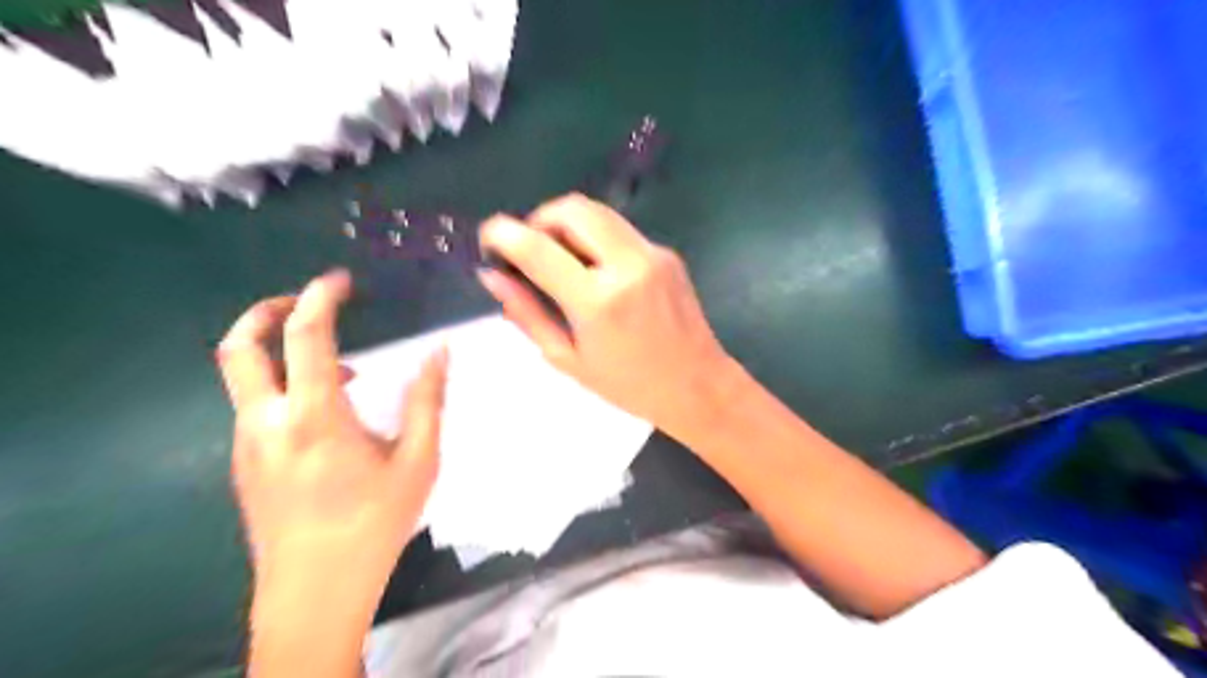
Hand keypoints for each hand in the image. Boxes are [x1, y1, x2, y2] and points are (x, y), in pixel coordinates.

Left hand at [217, 271, 446, 623]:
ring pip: (248, 380)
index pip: (305, 336)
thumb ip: (428, 401)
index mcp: (315, 416)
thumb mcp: (418, 462)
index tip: (338, 281)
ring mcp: (247, 444)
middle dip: (264, 312)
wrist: (314, 591)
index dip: (319, 298)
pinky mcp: (244, 465)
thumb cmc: (373, 523)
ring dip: (284, 358)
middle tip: (301, 302)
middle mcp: (268, 422)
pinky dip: (287, 391)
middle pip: (239, 348)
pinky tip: (330, 418)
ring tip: (344, 373)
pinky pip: (258, 409)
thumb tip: (439, 353)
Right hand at [479, 192, 725, 437]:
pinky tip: (595, 271)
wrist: (697, 385)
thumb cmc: (628, 385)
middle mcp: (627, 264)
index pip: (537, 246)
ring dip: (567, 225)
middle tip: (529, 249)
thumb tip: (493, 276)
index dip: (503, 233)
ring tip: (559, 259)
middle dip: (539, 219)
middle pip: (572, 208)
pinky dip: (595, 239)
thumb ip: (527, 313)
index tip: (488, 238)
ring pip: (597, 212)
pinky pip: (619, 230)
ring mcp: (652, 253)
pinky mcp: (666, 252)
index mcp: (598, 301)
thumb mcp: (567, 358)